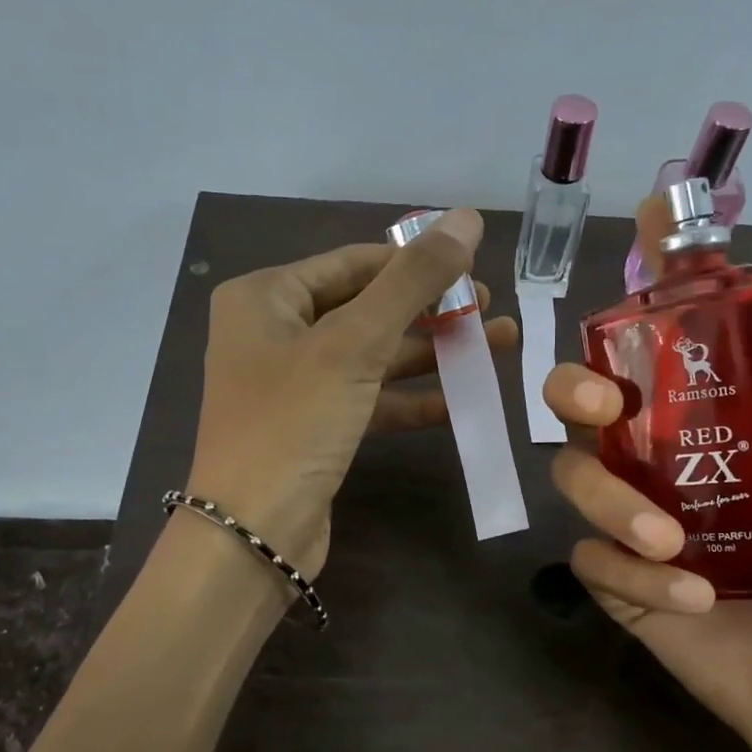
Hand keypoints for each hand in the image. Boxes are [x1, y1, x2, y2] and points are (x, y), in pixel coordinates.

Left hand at [186, 208, 515, 578]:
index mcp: (266, 297)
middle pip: (367, 307)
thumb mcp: (355, 344)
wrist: (254, 533)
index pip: (354, 263)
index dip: (415, 262)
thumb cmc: (293, 423)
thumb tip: (467, 217)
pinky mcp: (316, 428)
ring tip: (497, 345)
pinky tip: (463, 399)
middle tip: (489, 310)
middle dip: (431, 309)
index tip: (474, 268)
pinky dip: (413, 398)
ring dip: (432, 353)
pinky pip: (371, 399)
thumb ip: (413, 280)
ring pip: (374, 356)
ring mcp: (296, 385)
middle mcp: (275, 334)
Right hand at [544, 204, 751, 751]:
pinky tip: (694, 596)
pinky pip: (593, 560)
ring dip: (615, 502)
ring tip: (676, 541)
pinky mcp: (618, 580)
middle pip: (582, 399)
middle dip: (577, 388)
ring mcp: (630, 517)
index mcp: (717, 416)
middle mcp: (660, 453)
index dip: (646, 280)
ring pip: (576, 479)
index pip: (664, 335)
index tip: (646, 238)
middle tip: (608, 406)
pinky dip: (634, 572)